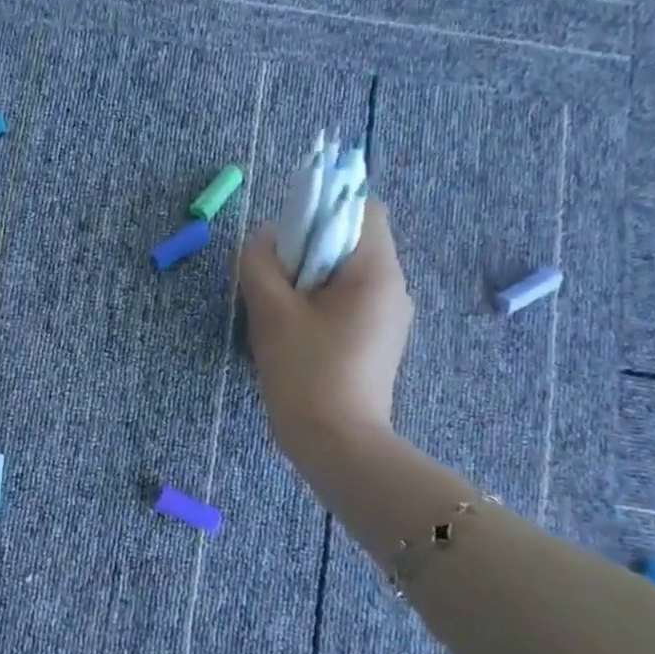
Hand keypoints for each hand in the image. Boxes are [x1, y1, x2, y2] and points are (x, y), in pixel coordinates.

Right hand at [238, 197, 413, 464]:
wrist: (336, 445)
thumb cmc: (305, 371)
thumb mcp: (270, 311)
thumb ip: (260, 262)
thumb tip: (264, 236)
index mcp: (378, 272)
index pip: (362, 209)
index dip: (322, 211)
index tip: (287, 240)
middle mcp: (394, 289)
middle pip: (352, 243)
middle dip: (308, 251)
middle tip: (274, 281)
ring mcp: (389, 319)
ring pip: (346, 277)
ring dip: (310, 282)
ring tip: (279, 313)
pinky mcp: (377, 344)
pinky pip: (348, 305)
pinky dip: (320, 307)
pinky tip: (294, 336)